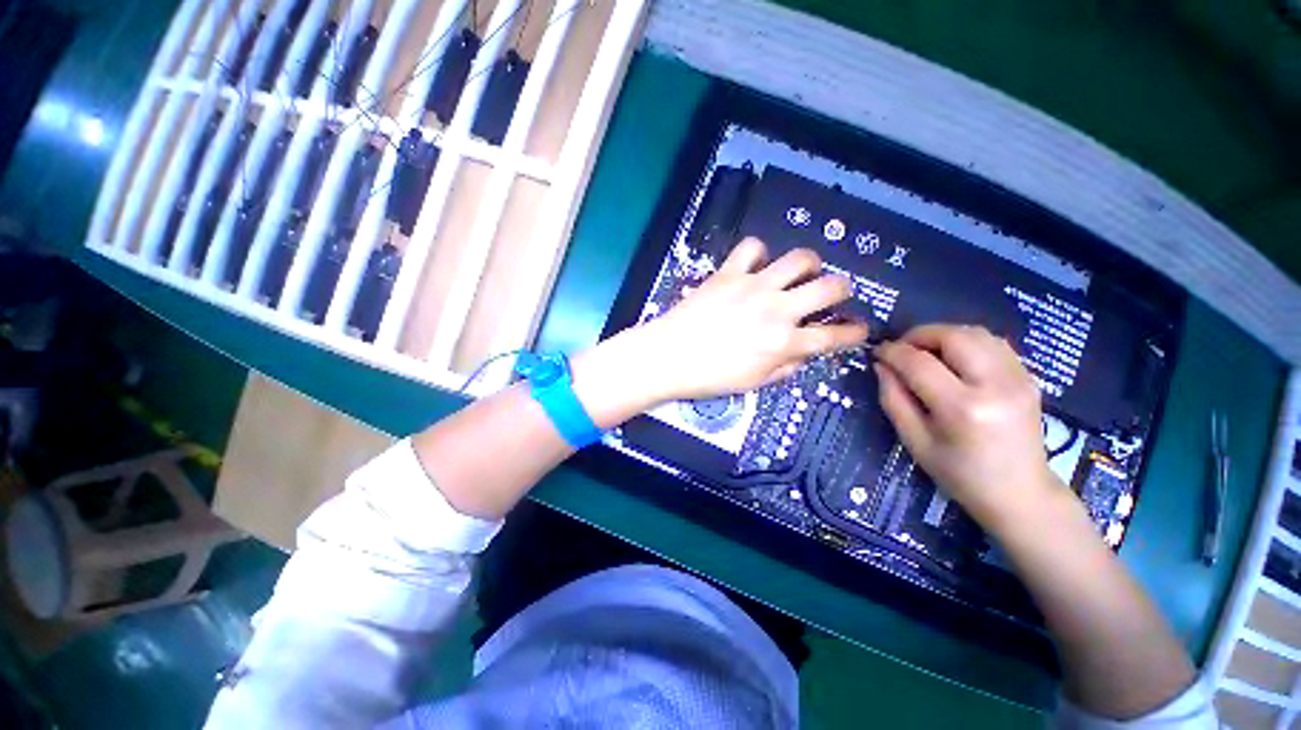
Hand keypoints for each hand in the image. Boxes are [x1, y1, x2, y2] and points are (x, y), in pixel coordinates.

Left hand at [640, 238, 868, 400]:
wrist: (667, 356)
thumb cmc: (709, 377)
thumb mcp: (753, 383)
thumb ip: (785, 367)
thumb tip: (802, 352)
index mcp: (783, 343)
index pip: (833, 336)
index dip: (854, 332)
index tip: (859, 329)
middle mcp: (776, 310)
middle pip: (830, 286)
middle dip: (843, 289)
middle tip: (835, 294)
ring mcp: (753, 286)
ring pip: (799, 258)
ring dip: (809, 265)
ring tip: (800, 274)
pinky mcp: (728, 273)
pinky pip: (752, 248)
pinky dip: (759, 253)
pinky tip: (756, 265)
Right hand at [874, 324, 1066, 533]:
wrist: (1021, 493)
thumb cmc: (960, 474)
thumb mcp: (915, 441)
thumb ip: (893, 399)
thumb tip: (881, 366)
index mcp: (963, 409)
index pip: (919, 363)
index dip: (892, 352)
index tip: (876, 352)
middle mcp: (996, 385)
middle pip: (953, 336)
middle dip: (919, 335)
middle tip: (901, 350)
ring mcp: (1019, 379)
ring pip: (976, 333)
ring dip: (943, 335)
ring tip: (925, 353)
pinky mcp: (1029, 377)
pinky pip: (993, 343)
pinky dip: (966, 343)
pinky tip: (953, 360)